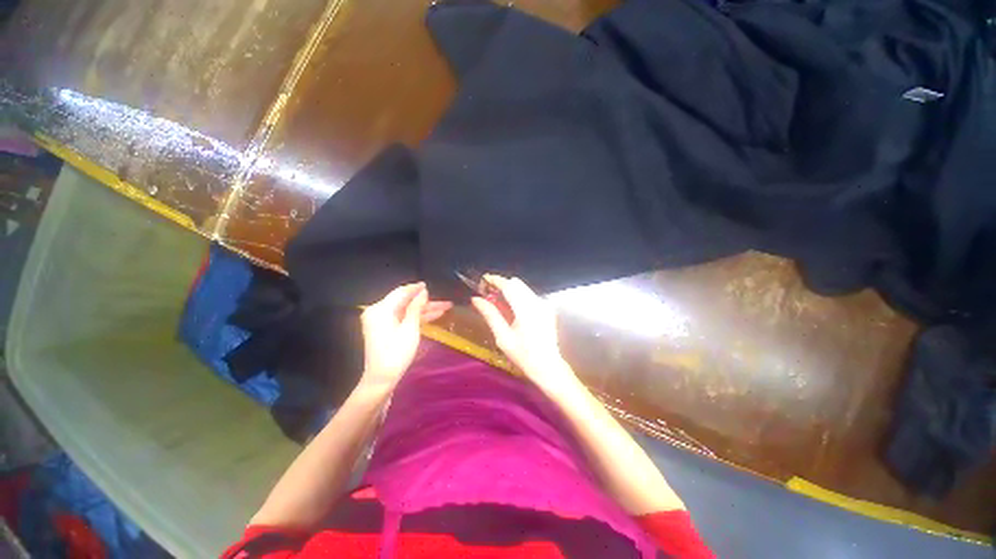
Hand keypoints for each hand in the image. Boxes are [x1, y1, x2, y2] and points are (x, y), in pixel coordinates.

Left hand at [360, 283, 451, 389]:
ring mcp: (382, 321)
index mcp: (381, 309)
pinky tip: (434, 316)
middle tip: (445, 301)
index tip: (430, 285)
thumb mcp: (410, 328)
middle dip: (426, 302)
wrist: (382, 379)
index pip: (401, 292)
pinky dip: (417, 318)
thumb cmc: (396, 352)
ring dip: (425, 310)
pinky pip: (403, 319)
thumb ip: (416, 307)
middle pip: (406, 302)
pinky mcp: (386, 329)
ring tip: (445, 308)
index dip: (417, 288)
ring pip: (407, 311)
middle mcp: (379, 312)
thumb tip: (423, 291)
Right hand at [471, 275, 576, 391]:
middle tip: (488, 294)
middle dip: (501, 285)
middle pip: (517, 283)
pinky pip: (529, 295)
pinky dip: (518, 296)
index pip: (509, 285)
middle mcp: (537, 302)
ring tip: (497, 302)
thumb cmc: (523, 355)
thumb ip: (490, 314)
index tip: (483, 280)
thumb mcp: (502, 337)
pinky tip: (511, 309)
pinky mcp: (547, 308)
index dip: (495, 280)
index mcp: (526, 309)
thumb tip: (476, 299)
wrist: (547, 366)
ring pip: (523, 288)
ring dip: (510, 290)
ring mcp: (544, 304)